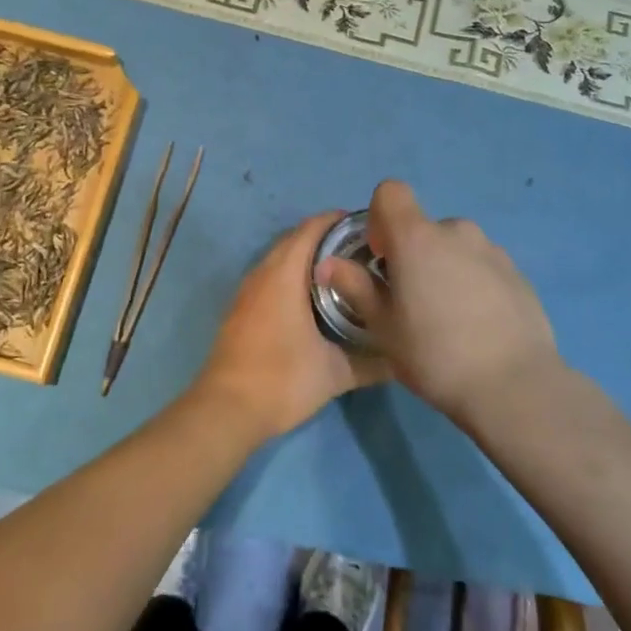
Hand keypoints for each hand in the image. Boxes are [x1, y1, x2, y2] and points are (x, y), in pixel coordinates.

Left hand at [191, 212, 391, 441]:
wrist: (226, 409)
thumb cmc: (282, 380)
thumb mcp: (334, 373)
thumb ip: (371, 363)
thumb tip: (403, 358)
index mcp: (284, 274)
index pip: (312, 229)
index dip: (339, 221)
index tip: (369, 228)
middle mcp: (263, 273)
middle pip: (296, 239)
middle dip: (327, 238)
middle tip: (362, 251)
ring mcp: (247, 290)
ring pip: (280, 258)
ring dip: (307, 257)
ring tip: (343, 271)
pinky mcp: (241, 308)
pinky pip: (270, 277)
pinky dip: (292, 275)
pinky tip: (313, 298)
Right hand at [316, 180, 559, 426]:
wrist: (514, 386)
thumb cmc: (435, 354)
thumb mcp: (383, 327)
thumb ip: (355, 287)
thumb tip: (328, 264)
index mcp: (417, 237)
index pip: (391, 191)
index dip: (380, 218)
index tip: (382, 258)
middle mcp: (456, 231)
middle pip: (424, 227)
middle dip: (413, 253)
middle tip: (412, 300)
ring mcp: (492, 250)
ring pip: (455, 247)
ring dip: (445, 267)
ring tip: (448, 318)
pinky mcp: (517, 274)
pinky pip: (483, 266)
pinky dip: (474, 284)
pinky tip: (478, 327)